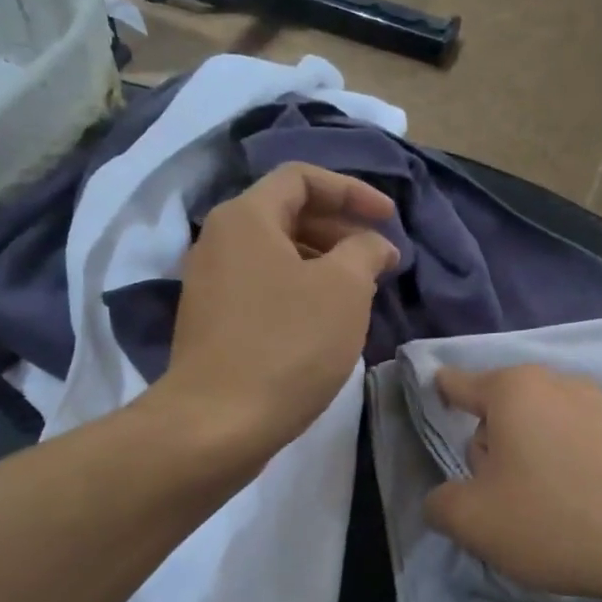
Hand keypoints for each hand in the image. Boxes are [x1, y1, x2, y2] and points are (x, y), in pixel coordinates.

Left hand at [158, 162, 398, 460]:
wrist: (218, 423)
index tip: (389, 219)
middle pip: (289, 214)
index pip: (302, 177)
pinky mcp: (214, 323)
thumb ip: (365, 250)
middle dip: (342, 230)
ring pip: (278, 255)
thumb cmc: (288, 345)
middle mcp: (220, 241)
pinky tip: (328, 322)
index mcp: (246, 217)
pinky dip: (301, 291)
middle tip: (380, 260)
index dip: (352, 190)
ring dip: (325, 263)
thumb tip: (372, 245)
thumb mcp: (344, 288)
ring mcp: (212, 284)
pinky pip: (265, 287)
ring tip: (362, 293)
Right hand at [423, 365, 601, 601]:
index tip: (433, 407)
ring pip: (541, 429)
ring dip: (530, 461)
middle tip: (499, 498)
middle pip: (500, 411)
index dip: (438, 395)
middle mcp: (557, 382)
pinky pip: (579, 444)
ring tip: (544, 511)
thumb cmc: (557, 519)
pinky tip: (581, 509)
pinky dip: (568, 469)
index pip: (457, 382)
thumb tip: (446, 499)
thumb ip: (441, 504)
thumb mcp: (474, 522)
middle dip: (490, 448)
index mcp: (512, 389)